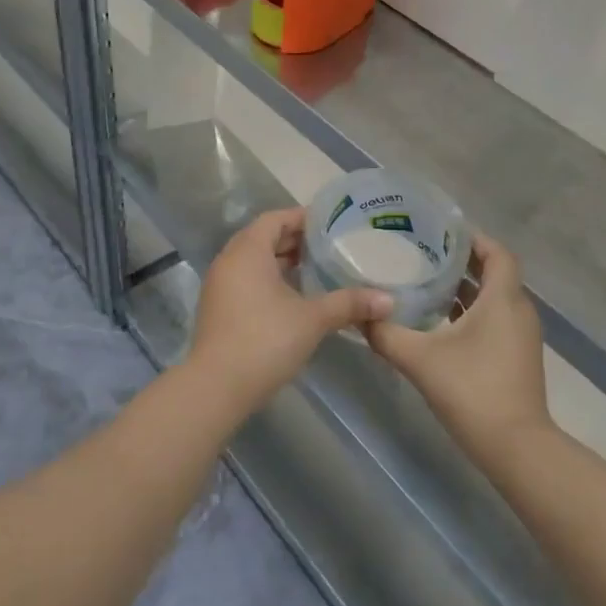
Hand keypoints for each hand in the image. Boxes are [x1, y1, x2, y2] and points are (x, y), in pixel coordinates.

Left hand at [184, 207, 392, 416]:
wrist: (216, 387)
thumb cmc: (265, 340)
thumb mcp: (312, 319)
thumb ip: (349, 304)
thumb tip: (389, 300)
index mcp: (248, 251)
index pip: (275, 219)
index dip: (301, 218)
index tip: (330, 224)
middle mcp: (229, 261)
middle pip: (263, 238)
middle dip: (294, 241)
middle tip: (329, 247)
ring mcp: (220, 286)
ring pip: (254, 262)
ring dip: (281, 262)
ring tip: (316, 270)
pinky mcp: (218, 309)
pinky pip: (246, 281)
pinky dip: (269, 280)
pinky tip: (294, 298)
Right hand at [365, 232, 550, 462]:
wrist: (516, 448)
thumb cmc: (472, 390)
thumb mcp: (420, 359)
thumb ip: (386, 334)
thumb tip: (359, 316)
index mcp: (503, 299)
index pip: (496, 252)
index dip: (472, 238)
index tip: (440, 231)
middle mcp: (518, 310)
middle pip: (494, 273)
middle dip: (461, 261)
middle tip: (423, 252)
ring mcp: (521, 336)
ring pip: (494, 298)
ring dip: (465, 288)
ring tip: (426, 281)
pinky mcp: (516, 357)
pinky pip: (495, 319)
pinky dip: (471, 312)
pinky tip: (439, 322)